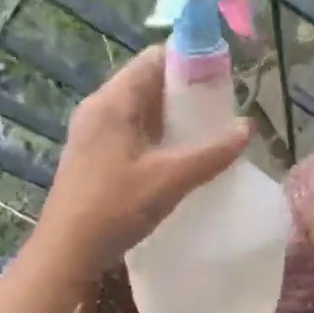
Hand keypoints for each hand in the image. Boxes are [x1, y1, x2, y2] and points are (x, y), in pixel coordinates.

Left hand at [29, 44, 251, 285]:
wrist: (66, 253)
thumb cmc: (114, 209)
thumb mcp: (169, 180)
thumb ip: (210, 153)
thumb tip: (247, 127)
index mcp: (113, 101)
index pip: (155, 59)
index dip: (190, 63)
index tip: (221, 83)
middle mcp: (99, 108)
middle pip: (148, 83)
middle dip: (185, 94)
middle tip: (219, 115)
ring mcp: (93, 133)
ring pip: (140, 111)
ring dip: (172, 120)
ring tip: (205, 138)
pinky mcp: (93, 156)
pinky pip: (131, 132)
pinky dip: (157, 138)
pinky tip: (177, 161)